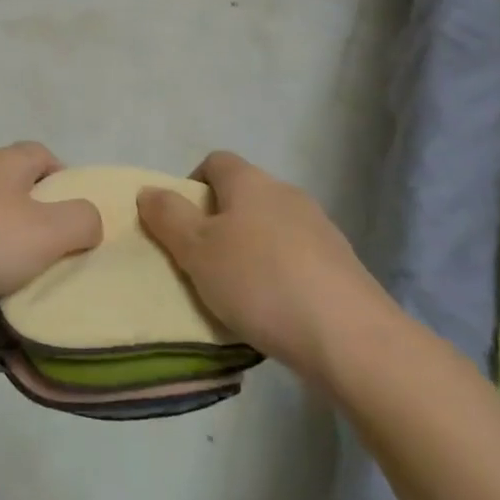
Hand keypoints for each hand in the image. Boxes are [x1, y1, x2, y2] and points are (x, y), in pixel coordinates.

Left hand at [0, 143, 101, 343]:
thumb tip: (88, 220)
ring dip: (13, 252)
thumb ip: (82, 220)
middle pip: (21, 192)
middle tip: (62, 257)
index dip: (67, 182)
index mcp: (5, 163)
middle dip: (43, 223)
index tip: (80, 219)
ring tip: (31, 285)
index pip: (44, 155)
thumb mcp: (48, 230)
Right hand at [137, 151, 382, 374]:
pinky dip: (279, 276)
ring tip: (235, 294)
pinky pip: (296, 259)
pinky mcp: (341, 266)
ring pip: (271, 229)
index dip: (191, 185)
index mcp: (251, 182)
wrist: (350, 337)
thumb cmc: (260, 282)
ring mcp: (319, 229)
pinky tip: (273, 311)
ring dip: (250, 251)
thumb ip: (168, 217)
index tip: (180, 224)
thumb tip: (149, 191)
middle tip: (201, 263)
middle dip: (219, 223)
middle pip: (243, 195)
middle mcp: (287, 194)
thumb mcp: (197, 250)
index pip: (215, 161)